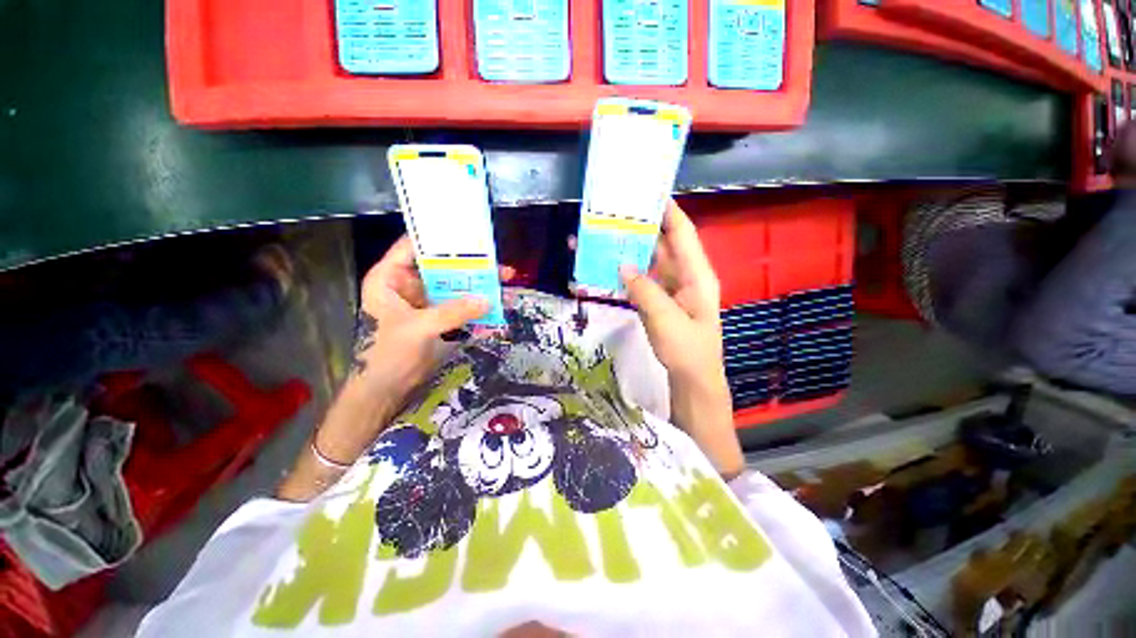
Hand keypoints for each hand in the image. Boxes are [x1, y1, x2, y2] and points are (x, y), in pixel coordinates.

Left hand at [318, 236, 508, 464]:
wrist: (387, 390)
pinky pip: (460, 305)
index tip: (466, 233)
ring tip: (505, 281)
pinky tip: (497, 303)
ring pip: (455, 286)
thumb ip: (452, 312)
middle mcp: (408, 285)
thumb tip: (487, 299)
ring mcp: (426, 301)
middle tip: (497, 262)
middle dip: (470, 265)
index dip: (438, 238)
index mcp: (390, 278)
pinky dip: (477, 304)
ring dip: (478, 285)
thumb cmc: (388, 355)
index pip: (413, 246)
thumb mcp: (418, 328)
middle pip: (442, 267)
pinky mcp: (439, 317)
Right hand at [620, 199, 723, 384]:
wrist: (691, 379)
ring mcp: (669, 288)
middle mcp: (683, 275)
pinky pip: (640, 280)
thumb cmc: (687, 350)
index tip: (646, 192)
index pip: (682, 233)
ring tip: (604, 236)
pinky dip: (624, 272)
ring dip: (628, 250)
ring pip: (648, 261)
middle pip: (662, 243)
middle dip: (640, 227)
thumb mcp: (667, 320)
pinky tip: (606, 266)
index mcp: (696, 274)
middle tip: (614, 213)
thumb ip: (645, 291)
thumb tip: (622, 264)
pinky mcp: (657, 300)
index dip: (668, 210)